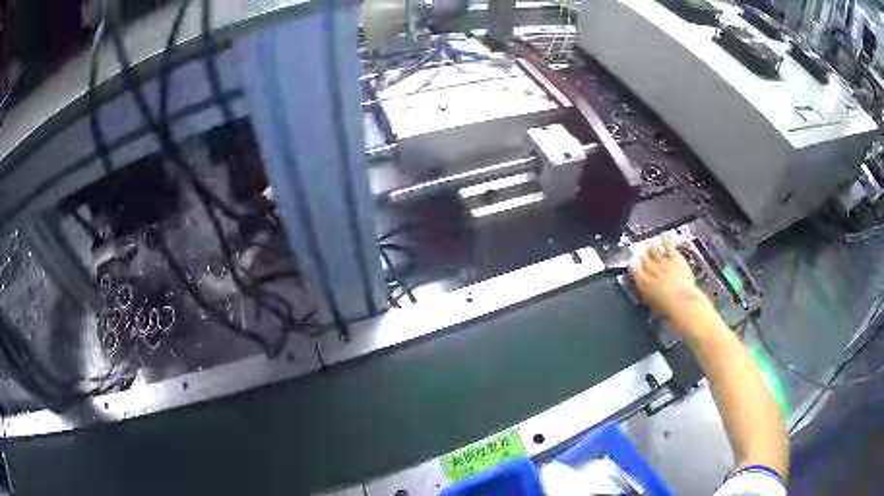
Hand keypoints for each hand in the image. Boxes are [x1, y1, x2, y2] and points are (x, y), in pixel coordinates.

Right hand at [630, 235, 713, 332]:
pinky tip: (665, 236)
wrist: (683, 302)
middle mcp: (651, 270)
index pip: (635, 270)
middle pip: (644, 259)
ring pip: (654, 251)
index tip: (633, 263)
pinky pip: (669, 247)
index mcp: (643, 283)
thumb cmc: (668, 309)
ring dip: (651, 247)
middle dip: (643, 256)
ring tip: (650, 243)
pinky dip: (666, 241)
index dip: (634, 266)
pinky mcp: (675, 258)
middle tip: (642, 254)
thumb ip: (649, 295)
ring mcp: (664, 262)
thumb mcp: (653, 305)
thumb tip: (648, 293)